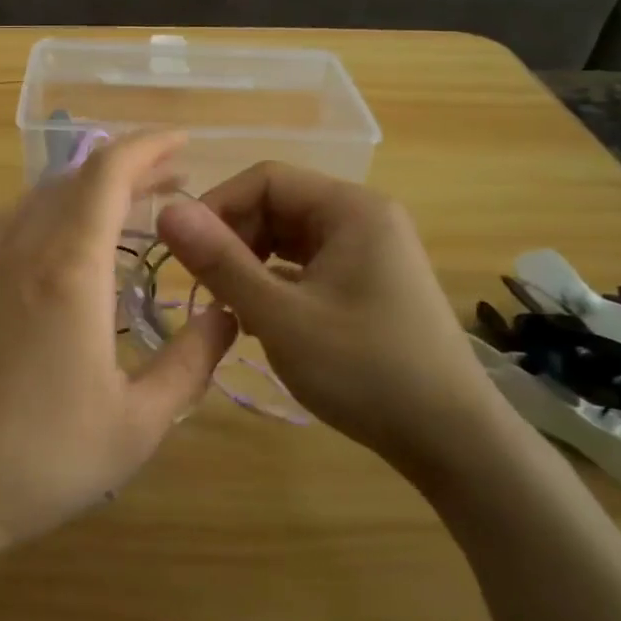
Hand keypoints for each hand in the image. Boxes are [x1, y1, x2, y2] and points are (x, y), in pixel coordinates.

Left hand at [0, 131, 238, 576]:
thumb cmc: (40, 457)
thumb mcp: (137, 423)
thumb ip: (189, 363)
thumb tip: (225, 313)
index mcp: (70, 269)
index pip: (107, 175)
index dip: (148, 148)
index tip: (184, 142)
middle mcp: (27, 249)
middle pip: (77, 177)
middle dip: (130, 166)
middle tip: (176, 178)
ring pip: (45, 194)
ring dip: (91, 185)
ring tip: (134, 201)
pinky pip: (21, 219)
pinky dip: (58, 206)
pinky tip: (73, 237)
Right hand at [156, 162, 511, 487]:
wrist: (453, 441)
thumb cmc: (365, 370)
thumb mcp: (281, 316)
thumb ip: (221, 262)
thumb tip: (167, 212)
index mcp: (350, 208)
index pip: (265, 179)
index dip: (217, 207)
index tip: (183, 251)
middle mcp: (363, 217)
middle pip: (277, 204)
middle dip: (234, 238)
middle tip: (204, 285)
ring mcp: (370, 250)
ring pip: (289, 237)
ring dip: (251, 263)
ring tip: (228, 305)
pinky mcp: (369, 282)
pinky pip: (308, 264)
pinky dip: (276, 282)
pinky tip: (259, 318)